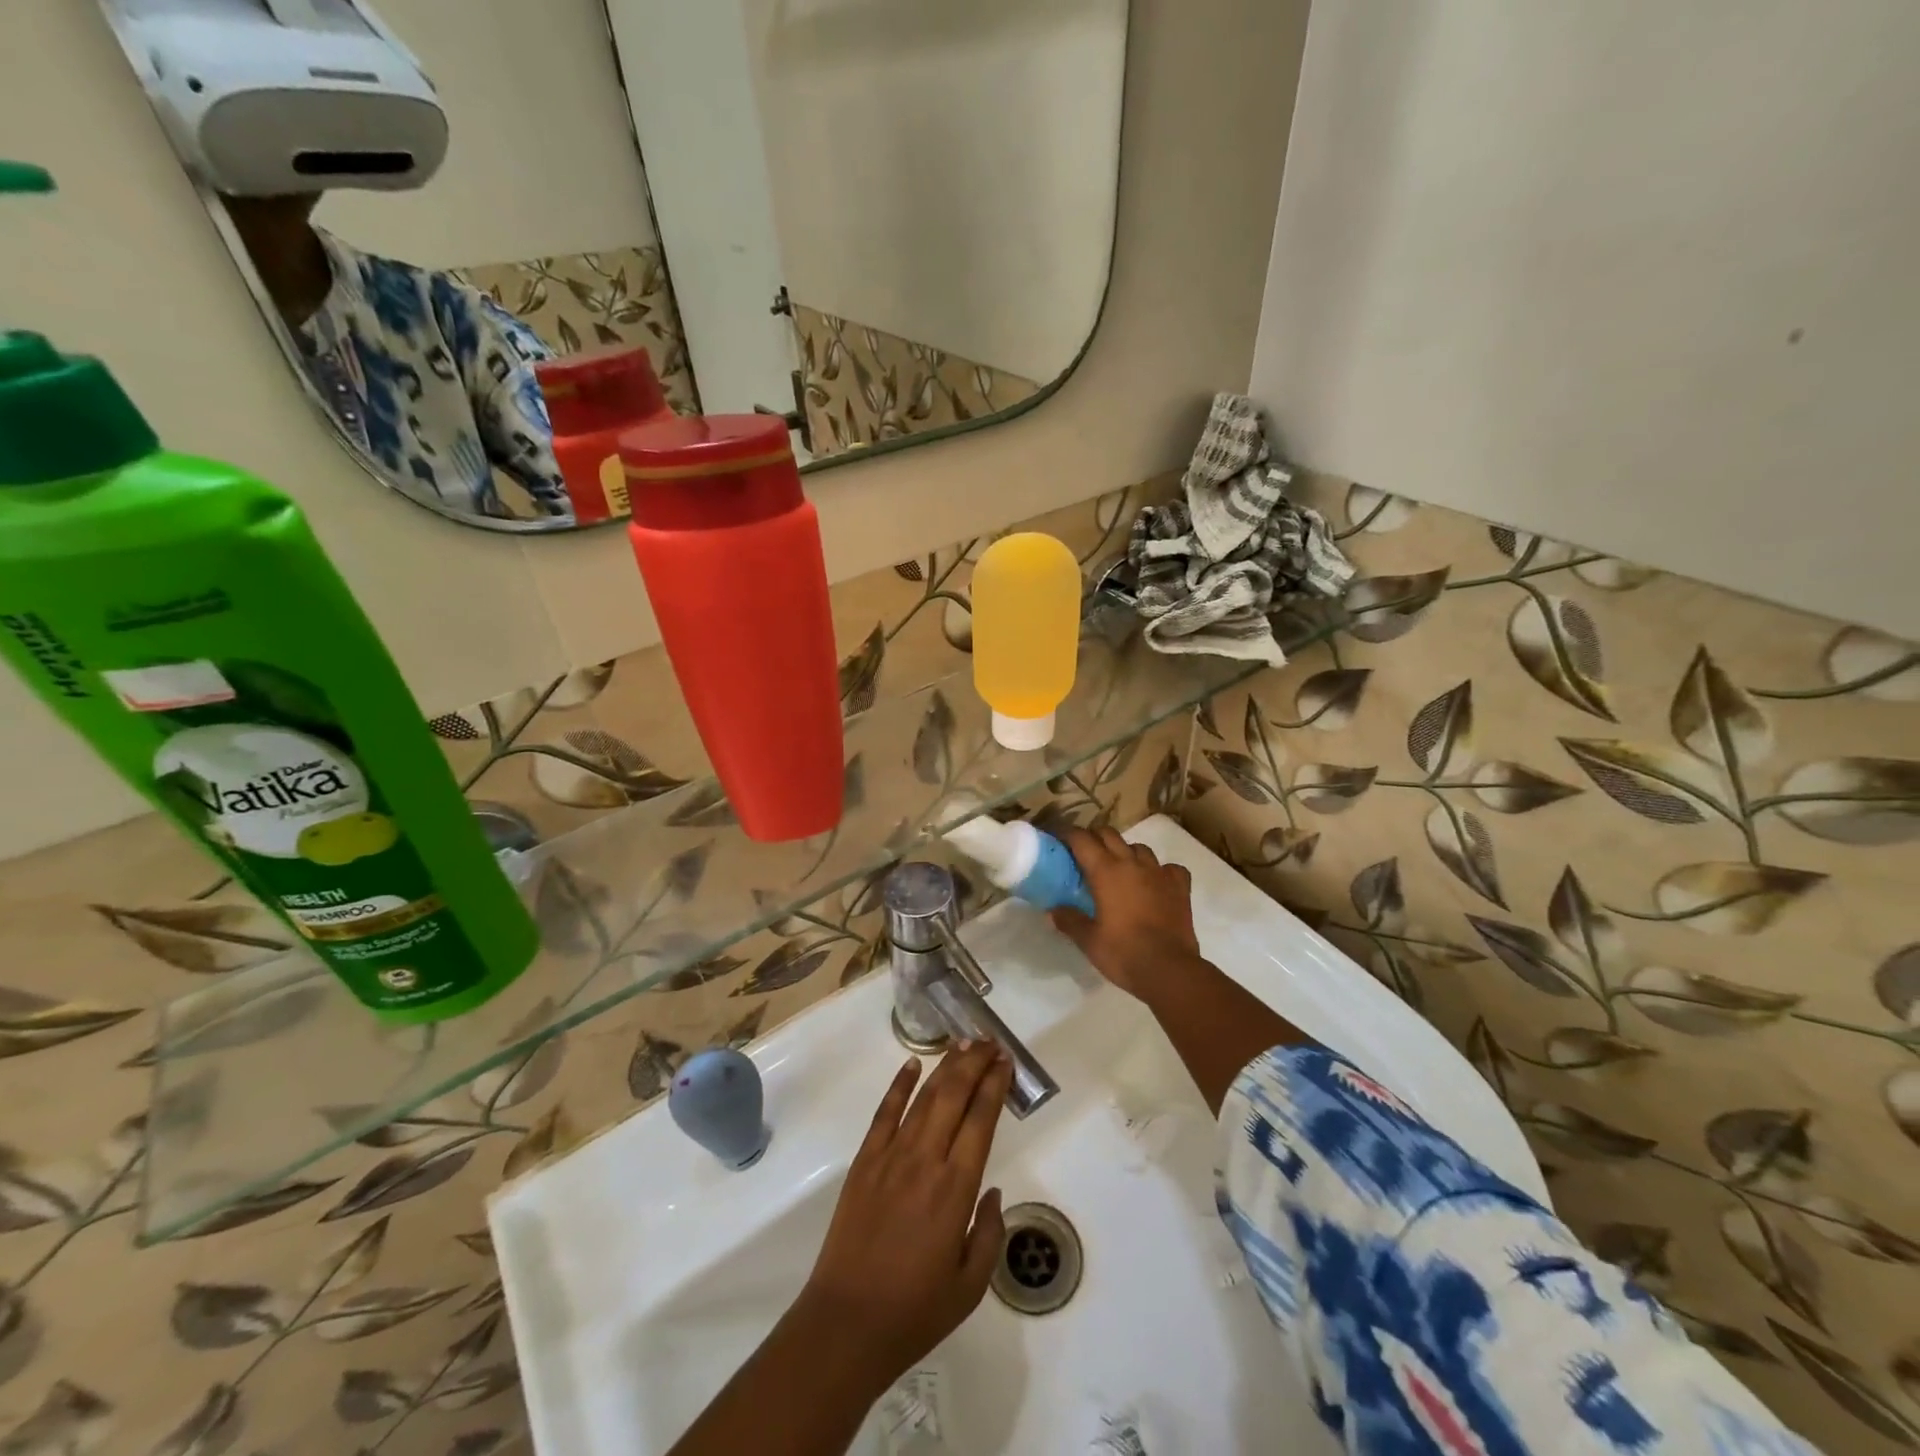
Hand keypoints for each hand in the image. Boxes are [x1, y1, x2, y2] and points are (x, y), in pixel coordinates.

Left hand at [792, 1042, 1013, 1390]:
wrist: (847, 1323)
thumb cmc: (914, 1310)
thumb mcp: (970, 1286)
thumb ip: (989, 1233)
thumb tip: (993, 1191)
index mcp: (956, 1188)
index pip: (980, 1120)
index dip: (994, 1086)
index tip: (1005, 1062)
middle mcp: (926, 1160)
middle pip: (953, 1096)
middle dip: (974, 1063)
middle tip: (989, 1042)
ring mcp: (891, 1156)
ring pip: (923, 1097)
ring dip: (945, 1067)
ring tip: (962, 1044)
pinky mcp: (864, 1161)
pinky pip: (884, 1113)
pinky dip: (899, 1085)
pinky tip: (912, 1064)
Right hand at [1049, 826, 1202, 1000]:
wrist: (1169, 970)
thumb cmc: (1123, 953)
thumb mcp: (1088, 940)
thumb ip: (1069, 920)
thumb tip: (1052, 911)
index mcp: (1105, 871)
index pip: (1082, 839)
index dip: (1066, 833)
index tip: (1057, 838)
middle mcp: (1132, 863)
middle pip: (1109, 834)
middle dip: (1093, 838)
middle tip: (1084, 854)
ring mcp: (1159, 873)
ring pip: (1139, 847)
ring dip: (1125, 852)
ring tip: (1119, 870)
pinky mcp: (1180, 886)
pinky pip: (1169, 867)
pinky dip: (1159, 871)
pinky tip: (1155, 883)